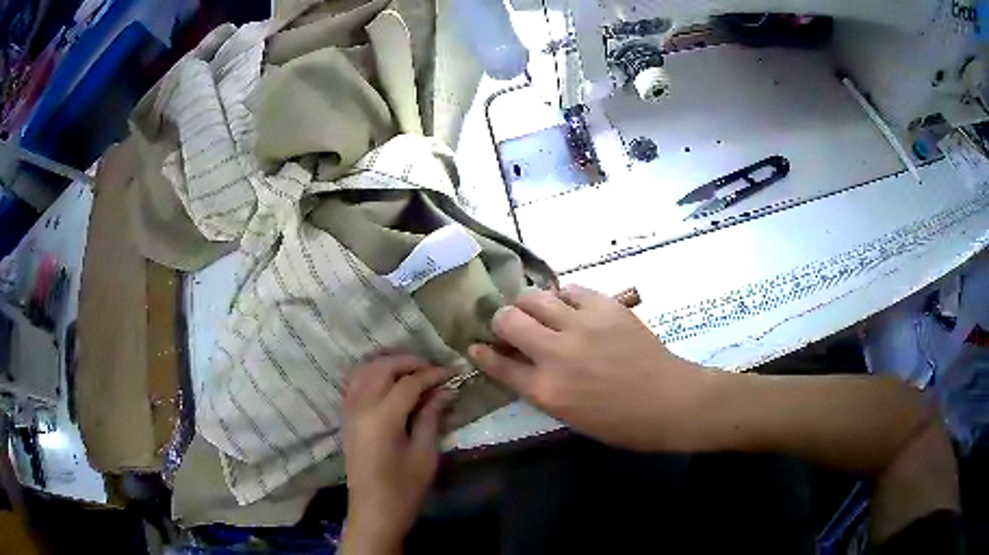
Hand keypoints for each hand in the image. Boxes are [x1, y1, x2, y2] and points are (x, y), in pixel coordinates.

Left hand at [341, 355, 454, 554]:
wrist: (374, 513)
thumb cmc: (404, 490)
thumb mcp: (425, 455)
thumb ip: (431, 417)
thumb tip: (445, 390)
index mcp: (382, 418)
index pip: (409, 383)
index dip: (432, 374)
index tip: (452, 373)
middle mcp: (361, 407)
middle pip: (382, 368)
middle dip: (409, 362)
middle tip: (433, 370)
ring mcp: (349, 412)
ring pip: (365, 371)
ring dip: (389, 365)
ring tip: (413, 373)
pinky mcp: (346, 419)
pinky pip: (355, 384)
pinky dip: (372, 375)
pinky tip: (388, 384)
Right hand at [469, 285, 714, 451]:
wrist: (669, 401)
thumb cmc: (621, 422)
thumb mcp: (571, 416)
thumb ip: (541, 388)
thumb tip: (523, 363)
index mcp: (546, 391)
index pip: (498, 364)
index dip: (483, 353)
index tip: (476, 346)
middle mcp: (556, 354)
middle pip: (508, 320)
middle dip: (501, 321)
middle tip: (511, 326)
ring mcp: (581, 326)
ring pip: (534, 297)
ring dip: (528, 304)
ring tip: (539, 312)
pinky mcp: (604, 307)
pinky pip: (569, 290)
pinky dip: (562, 298)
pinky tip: (570, 308)